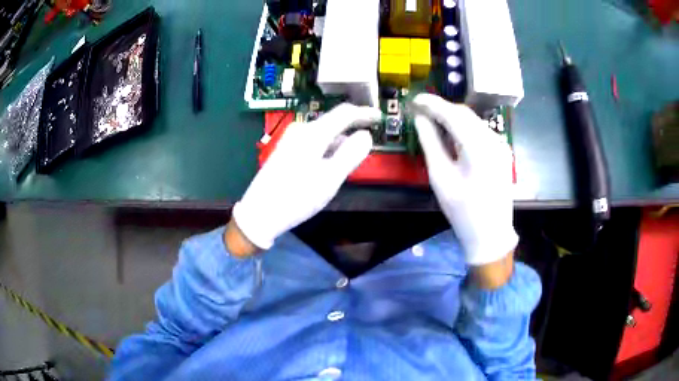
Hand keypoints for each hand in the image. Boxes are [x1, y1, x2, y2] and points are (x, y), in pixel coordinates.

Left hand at [232, 104, 381, 250]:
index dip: (364, 113)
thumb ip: (351, 154)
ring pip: (323, 135)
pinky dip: (327, 150)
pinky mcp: (285, 151)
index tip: (379, 117)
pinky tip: (328, 167)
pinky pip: (313, 143)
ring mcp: (290, 140)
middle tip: (367, 147)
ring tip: (349, 162)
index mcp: (313, 133)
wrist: (259, 213)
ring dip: (339, 144)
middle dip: (352, 132)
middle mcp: (301, 131)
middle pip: (333, 123)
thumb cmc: (297, 197)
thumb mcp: (330, 178)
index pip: (344, 113)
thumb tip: (366, 135)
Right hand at [413, 94, 517, 267]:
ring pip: (473, 121)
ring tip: (433, 121)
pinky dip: (464, 128)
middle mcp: (493, 141)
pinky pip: (480, 131)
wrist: (491, 233)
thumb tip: (420, 119)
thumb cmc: (462, 210)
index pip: (453, 114)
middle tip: (420, 111)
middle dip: (442, 109)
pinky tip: (453, 135)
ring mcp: (501, 146)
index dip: (432, 104)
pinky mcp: (502, 152)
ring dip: (452, 117)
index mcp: (478, 148)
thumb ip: (430, 143)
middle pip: (464, 114)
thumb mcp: (441, 177)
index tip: (414, 100)